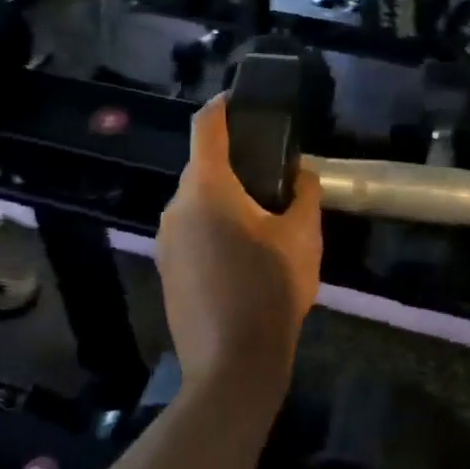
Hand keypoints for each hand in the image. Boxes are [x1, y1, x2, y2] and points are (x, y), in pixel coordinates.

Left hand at [154, 96, 322, 395]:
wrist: (232, 369)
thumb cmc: (270, 292)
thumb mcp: (303, 238)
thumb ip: (304, 194)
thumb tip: (301, 174)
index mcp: (206, 188)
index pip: (206, 126)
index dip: (223, 105)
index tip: (243, 100)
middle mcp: (176, 206)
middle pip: (202, 166)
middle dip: (234, 162)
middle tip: (272, 173)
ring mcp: (165, 239)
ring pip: (196, 201)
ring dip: (225, 198)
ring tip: (263, 217)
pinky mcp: (166, 268)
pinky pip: (190, 229)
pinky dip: (213, 226)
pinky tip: (242, 253)